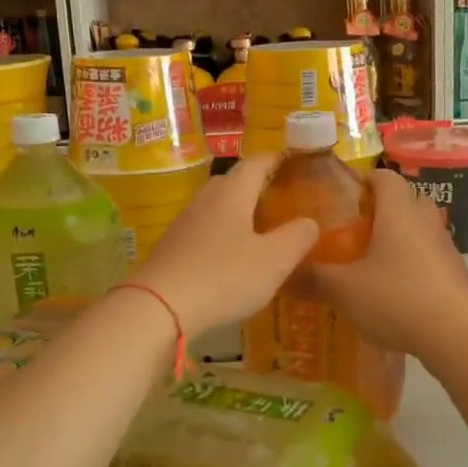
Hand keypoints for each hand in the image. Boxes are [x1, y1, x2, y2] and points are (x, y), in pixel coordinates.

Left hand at [131, 155, 318, 335]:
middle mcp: (206, 200)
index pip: (256, 162)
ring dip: (238, 213)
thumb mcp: (274, 260)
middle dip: (256, 185)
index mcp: (232, 193)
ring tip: (259, 229)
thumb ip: (297, 237)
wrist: (157, 307)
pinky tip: (231, 258)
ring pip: (216, 208)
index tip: (292, 160)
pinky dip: (221, 236)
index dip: (276, 159)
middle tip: (280, 199)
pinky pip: (203, 232)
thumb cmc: (224, 277)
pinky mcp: (171, 249)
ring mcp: (184, 224)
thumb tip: (310, 222)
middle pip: (233, 182)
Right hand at [309, 168, 467, 354]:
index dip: (363, 181)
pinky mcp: (455, 272)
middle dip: (380, 210)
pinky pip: (428, 255)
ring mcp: (444, 246)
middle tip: (352, 230)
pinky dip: (411, 263)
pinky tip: (393, 289)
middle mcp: (425, 220)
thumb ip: (313, 280)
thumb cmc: (397, 298)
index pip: (384, 177)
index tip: (341, 197)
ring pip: (418, 229)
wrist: (457, 334)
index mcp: (398, 212)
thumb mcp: (345, 291)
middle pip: (404, 200)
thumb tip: (282, 274)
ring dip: (397, 238)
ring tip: (369, 260)